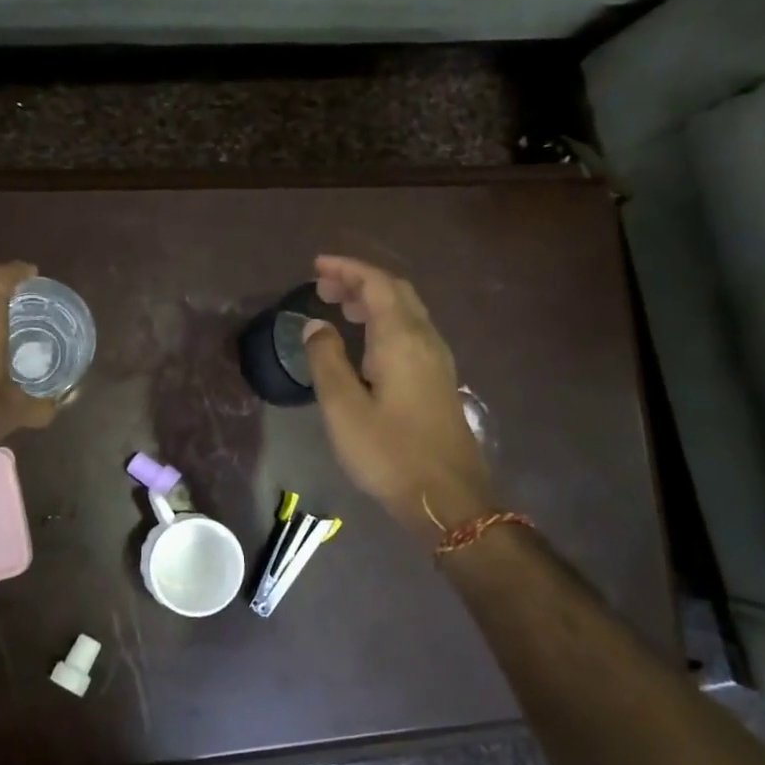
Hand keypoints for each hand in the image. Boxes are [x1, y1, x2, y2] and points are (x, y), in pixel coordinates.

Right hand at [304, 255, 496, 542]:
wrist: (448, 498)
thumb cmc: (389, 452)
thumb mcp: (343, 408)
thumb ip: (326, 360)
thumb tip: (316, 325)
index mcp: (401, 339)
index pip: (376, 284)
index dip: (347, 268)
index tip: (316, 266)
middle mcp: (425, 340)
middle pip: (396, 292)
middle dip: (359, 280)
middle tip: (323, 286)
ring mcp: (437, 360)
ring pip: (406, 312)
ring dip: (373, 300)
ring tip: (339, 306)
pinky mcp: (439, 380)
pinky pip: (411, 332)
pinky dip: (385, 321)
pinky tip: (366, 342)